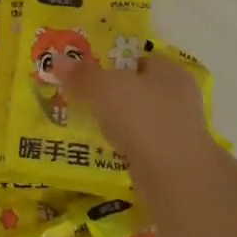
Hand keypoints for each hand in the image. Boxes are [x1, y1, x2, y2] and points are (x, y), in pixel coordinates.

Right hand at [52, 51, 214, 174]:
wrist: (175, 178)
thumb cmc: (143, 117)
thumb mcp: (104, 88)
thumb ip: (82, 75)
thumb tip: (57, 61)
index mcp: (170, 72)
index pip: (140, 58)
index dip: (114, 61)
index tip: (88, 70)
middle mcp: (179, 97)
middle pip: (139, 89)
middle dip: (114, 93)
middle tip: (83, 96)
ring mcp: (178, 131)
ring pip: (140, 118)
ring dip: (119, 122)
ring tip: (90, 123)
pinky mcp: (172, 160)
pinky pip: (141, 145)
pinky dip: (125, 146)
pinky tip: (106, 149)